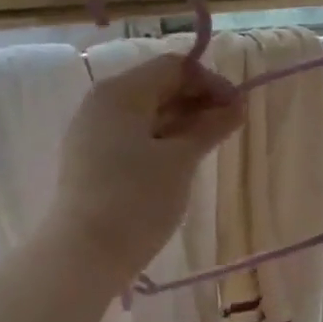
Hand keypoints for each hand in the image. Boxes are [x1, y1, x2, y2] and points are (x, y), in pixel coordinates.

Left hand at [50, 53, 243, 278]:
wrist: (84, 254)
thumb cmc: (137, 200)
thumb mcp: (181, 161)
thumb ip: (210, 127)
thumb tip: (237, 105)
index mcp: (120, 91)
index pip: (173, 67)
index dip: (210, 82)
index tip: (238, 109)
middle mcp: (101, 102)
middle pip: (157, 86)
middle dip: (196, 101)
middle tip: (229, 127)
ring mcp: (91, 130)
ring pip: (144, 112)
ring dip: (180, 121)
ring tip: (210, 144)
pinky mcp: (89, 157)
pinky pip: (130, 134)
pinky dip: (159, 138)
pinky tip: (180, 159)